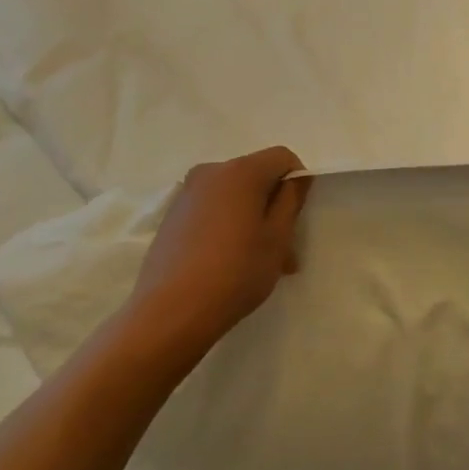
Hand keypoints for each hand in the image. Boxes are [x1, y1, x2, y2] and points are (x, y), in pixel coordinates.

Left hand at [120, 146, 310, 366]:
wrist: (170, 312)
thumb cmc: (236, 272)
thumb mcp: (277, 237)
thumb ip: (291, 200)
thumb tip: (296, 178)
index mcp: (240, 171)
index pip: (282, 157)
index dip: (297, 180)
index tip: (299, 216)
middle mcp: (211, 172)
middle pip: (256, 177)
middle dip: (274, 205)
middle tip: (284, 248)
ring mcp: (187, 194)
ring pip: (235, 197)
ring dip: (254, 220)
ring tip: (260, 262)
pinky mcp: (172, 217)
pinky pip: (213, 210)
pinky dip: (230, 227)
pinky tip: (231, 263)